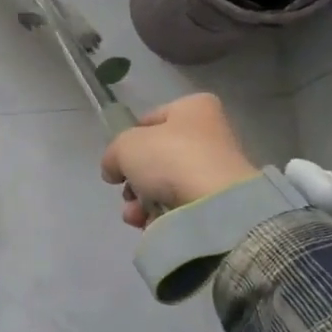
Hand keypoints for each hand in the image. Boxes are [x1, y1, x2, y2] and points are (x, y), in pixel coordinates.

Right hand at [101, 93, 257, 229]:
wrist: (214, 204)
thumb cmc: (170, 158)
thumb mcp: (125, 146)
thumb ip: (113, 154)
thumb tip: (114, 170)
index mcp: (194, 108)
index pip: (150, 120)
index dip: (129, 140)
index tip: (118, 161)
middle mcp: (209, 133)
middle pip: (157, 157)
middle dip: (135, 179)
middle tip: (127, 192)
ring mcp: (216, 169)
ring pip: (165, 185)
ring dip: (142, 201)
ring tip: (134, 214)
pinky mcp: (218, 201)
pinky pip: (179, 205)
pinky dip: (161, 215)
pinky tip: (149, 223)